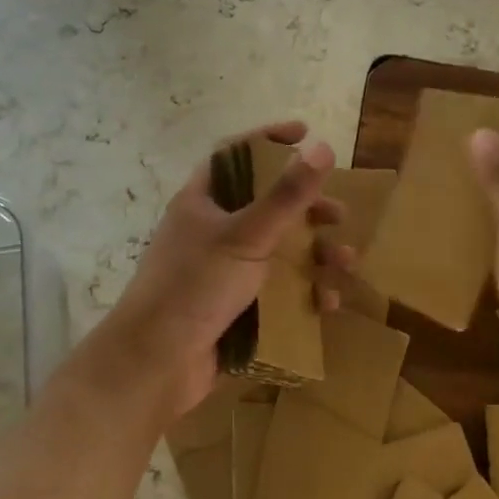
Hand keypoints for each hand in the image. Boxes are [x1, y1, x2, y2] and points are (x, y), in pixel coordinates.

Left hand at [98, 121, 352, 419]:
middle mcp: (212, 231)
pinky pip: (277, 292)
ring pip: (278, 252)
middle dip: (306, 209)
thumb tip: (322, 146)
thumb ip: (286, 194)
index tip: (304, 132)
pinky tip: (327, 302)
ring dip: (314, 255)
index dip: (268, 139)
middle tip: (337, 214)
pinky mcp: (235, 309)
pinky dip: (304, 293)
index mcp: (203, 202)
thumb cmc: (195, 286)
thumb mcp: (246, 235)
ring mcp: (223, 272)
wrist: (154, 366)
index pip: (235, 155)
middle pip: (266, 206)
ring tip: (344, 261)